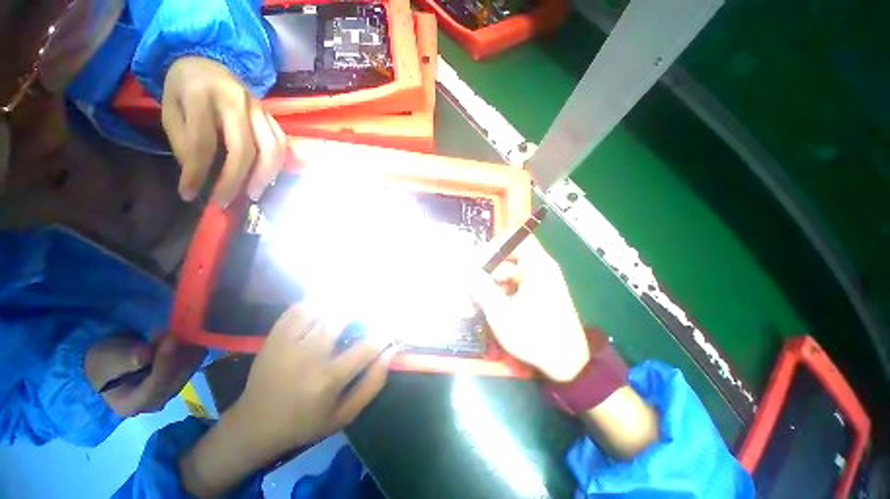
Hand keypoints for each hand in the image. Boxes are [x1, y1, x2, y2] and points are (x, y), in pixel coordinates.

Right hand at [85, 334, 206, 415]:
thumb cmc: (104, 361)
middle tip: (173, 331)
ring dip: (186, 350)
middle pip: (175, 379)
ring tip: (173, 332)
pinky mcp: (179, 379)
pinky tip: (182, 337)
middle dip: (178, 353)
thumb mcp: (106, 357)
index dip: (166, 362)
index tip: (172, 338)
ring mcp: (169, 392)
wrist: (110, 362)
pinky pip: (193, 364)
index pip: (155, 387)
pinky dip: (191, 349)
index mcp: (131, 405)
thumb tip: (144, 356)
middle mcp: (154, 403)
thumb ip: (124, 358)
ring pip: (188, 370)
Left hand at [162, 56, 285, 205]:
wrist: (207, 61)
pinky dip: (277, 164)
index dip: (196, 172)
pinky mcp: (271, 116)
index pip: (203, 142)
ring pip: (272, 148)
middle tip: (225, 201)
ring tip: (253, 194)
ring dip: (265, 176)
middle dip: (235, 180)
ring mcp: (260, 109)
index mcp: (202, 95)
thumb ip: (183, 141)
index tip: (188, 195)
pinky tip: (267, 177)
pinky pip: (282, 144)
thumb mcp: (170, 111)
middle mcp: (237, 101)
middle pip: (244, 149)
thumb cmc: (183, 88)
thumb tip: (200, 175)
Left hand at [179, 304, 393, 496]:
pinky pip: (296, 310)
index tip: (390, 328)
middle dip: (361, 308)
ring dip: (339, 302)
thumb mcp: (345, 414)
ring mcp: (288, 344)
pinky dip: (313, 302)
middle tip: (370, 307)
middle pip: (341, 318)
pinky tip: (323, 305)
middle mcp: (309, 357)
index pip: (367, 347)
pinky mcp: (274, 338)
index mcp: (329, 379)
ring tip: (350, 301)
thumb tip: (390, 352)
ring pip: (320, 309)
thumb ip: (372, 384)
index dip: (384, 333)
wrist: (255, 425)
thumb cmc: (305, 423)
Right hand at [471, 236, 589, 381]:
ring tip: (473, 304)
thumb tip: (464, 268)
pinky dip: (501, 294)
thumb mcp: (501, 312)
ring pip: (509, 275)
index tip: (478, 262)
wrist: (568, 365)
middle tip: (470, 287)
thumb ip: (480, 287)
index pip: (516, 239)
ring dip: (490, 286)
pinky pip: (515, 287)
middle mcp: (541, 269)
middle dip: (487, 272)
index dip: (495, 246)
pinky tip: (488, 309)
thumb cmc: (534, 336)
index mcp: (537, 267)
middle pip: (509, 258)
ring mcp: (540, 283)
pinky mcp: (539, 295)